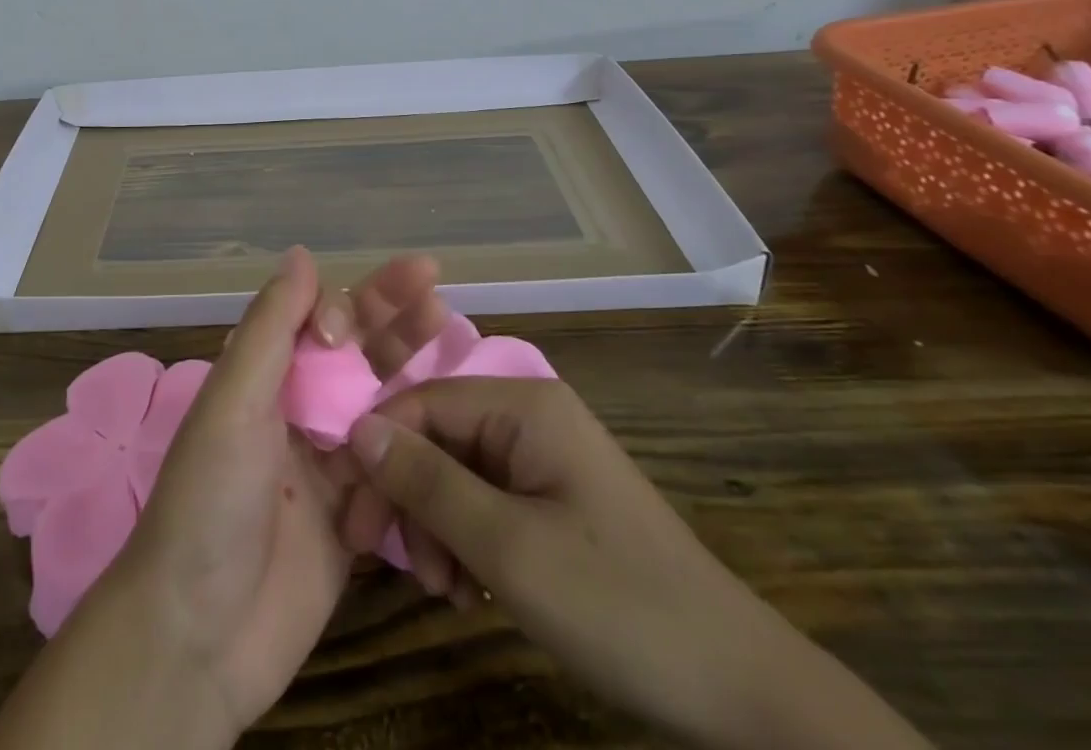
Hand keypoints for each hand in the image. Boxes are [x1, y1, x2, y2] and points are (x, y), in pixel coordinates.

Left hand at [76, 247, 451, 739]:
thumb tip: (302, 253)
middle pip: (355, 349)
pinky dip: (422, 437)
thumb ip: (271, 328)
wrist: (201, 635)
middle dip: (390, 313)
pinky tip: (455, 416)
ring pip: (381, 397)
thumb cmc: (210, 500)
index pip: (314, 318)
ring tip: (448, 326)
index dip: (340, 306)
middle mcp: (298, 408)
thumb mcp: (234, 402)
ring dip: (412, 362)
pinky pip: (396, 463)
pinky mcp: (357, 513)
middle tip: (432, 280)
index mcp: (264, 376)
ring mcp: (330, 460)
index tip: (349, 326)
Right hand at [347, 378, 932, 749]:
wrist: (737, 687)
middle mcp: (529, 415)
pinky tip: (468, 588)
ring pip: (455, 473)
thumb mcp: (507, 548)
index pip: (421, 402)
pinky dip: (465, 540)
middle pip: (436, 438)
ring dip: (435, 528)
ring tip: (444, 590)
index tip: (353, 519)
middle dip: (410, 500)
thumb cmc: (616, 603)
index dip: (379, 453)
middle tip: (403, 569)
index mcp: (522, 405)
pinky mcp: (551, 497)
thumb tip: (356, 430)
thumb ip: (427, 483)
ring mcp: (543, 456)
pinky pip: (484, 499)